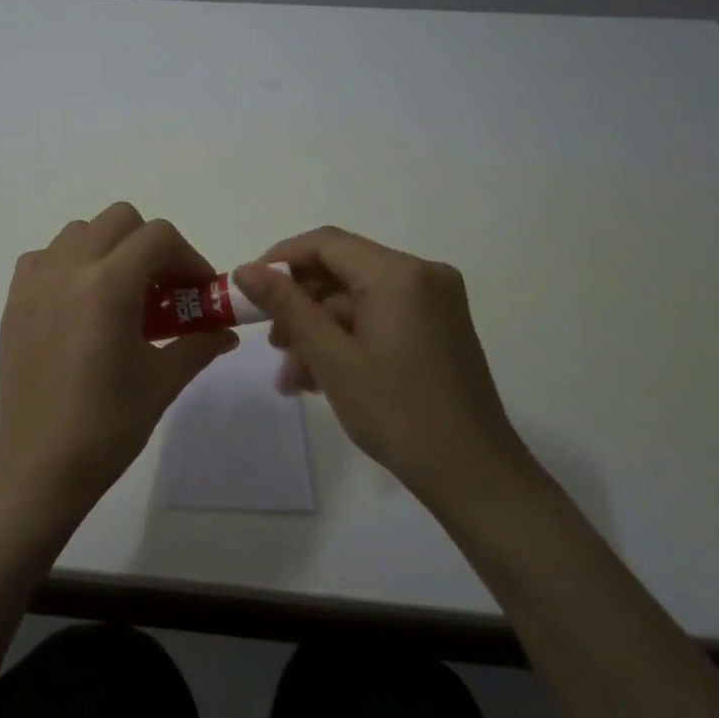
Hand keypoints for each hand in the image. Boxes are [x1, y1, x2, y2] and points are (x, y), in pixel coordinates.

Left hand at [0, 202, 238, 528]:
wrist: (38, 464)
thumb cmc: (106, 426)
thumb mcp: (162, 382)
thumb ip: (198, 344)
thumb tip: (225, 331)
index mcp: (107, 284)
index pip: (158, 236)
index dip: (188, 258)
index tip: (198, 293)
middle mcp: (68, 268)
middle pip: (119, 220)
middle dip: (151, 246)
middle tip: (164, 291)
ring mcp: (35, 282)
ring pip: (80, 232)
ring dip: (110, 250)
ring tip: (122, 297)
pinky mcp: (14, 300)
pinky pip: (46, 257)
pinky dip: (71, 264)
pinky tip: (81, 304)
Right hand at [234, 227, 534, 511]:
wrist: (473, 474)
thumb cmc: (397, 412)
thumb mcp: (330, 357)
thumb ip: (286, 305)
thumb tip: (245, 269)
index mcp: (399, 274)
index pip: (326, 243)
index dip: (280, 260)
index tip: (247, 291)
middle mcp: (422, 275)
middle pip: (342, 271)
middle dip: (299, 306)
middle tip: (271, 344)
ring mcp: (434, 303)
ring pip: (357, 300)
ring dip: (319, 331)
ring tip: (291, 376)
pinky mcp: (438, 328)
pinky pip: (379, 319)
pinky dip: (347, 340)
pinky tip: (320, 379)